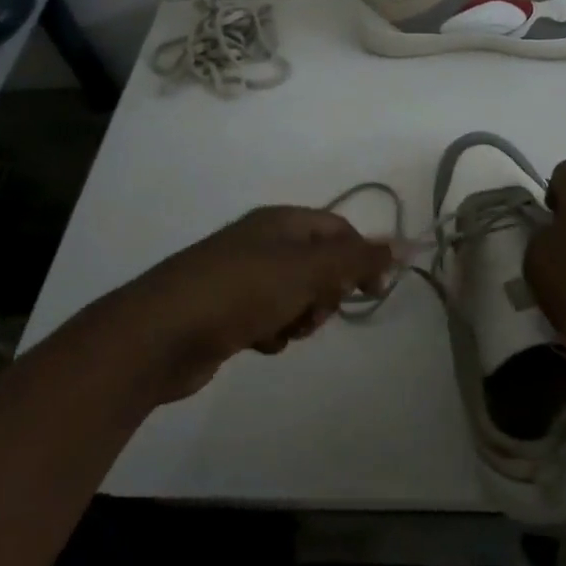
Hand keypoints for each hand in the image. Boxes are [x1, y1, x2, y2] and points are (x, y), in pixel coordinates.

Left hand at [128, 207, 395, 400]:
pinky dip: (273, 331)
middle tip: (317, 311)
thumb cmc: (240, 291)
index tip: (374, 290)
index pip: (338, 230)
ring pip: (296, 294)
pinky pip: (269, 317)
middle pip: (319, 264)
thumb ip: (357, 259)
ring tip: (283, 330)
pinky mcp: (226, 312)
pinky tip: (259, 343)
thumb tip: (406, 242)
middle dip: (326, 292)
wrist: (159, 335)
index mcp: (281, 222)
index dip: (361, 256)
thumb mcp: (307, 271)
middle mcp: (263, 243)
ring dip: (301, 315)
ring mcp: (241, 277)